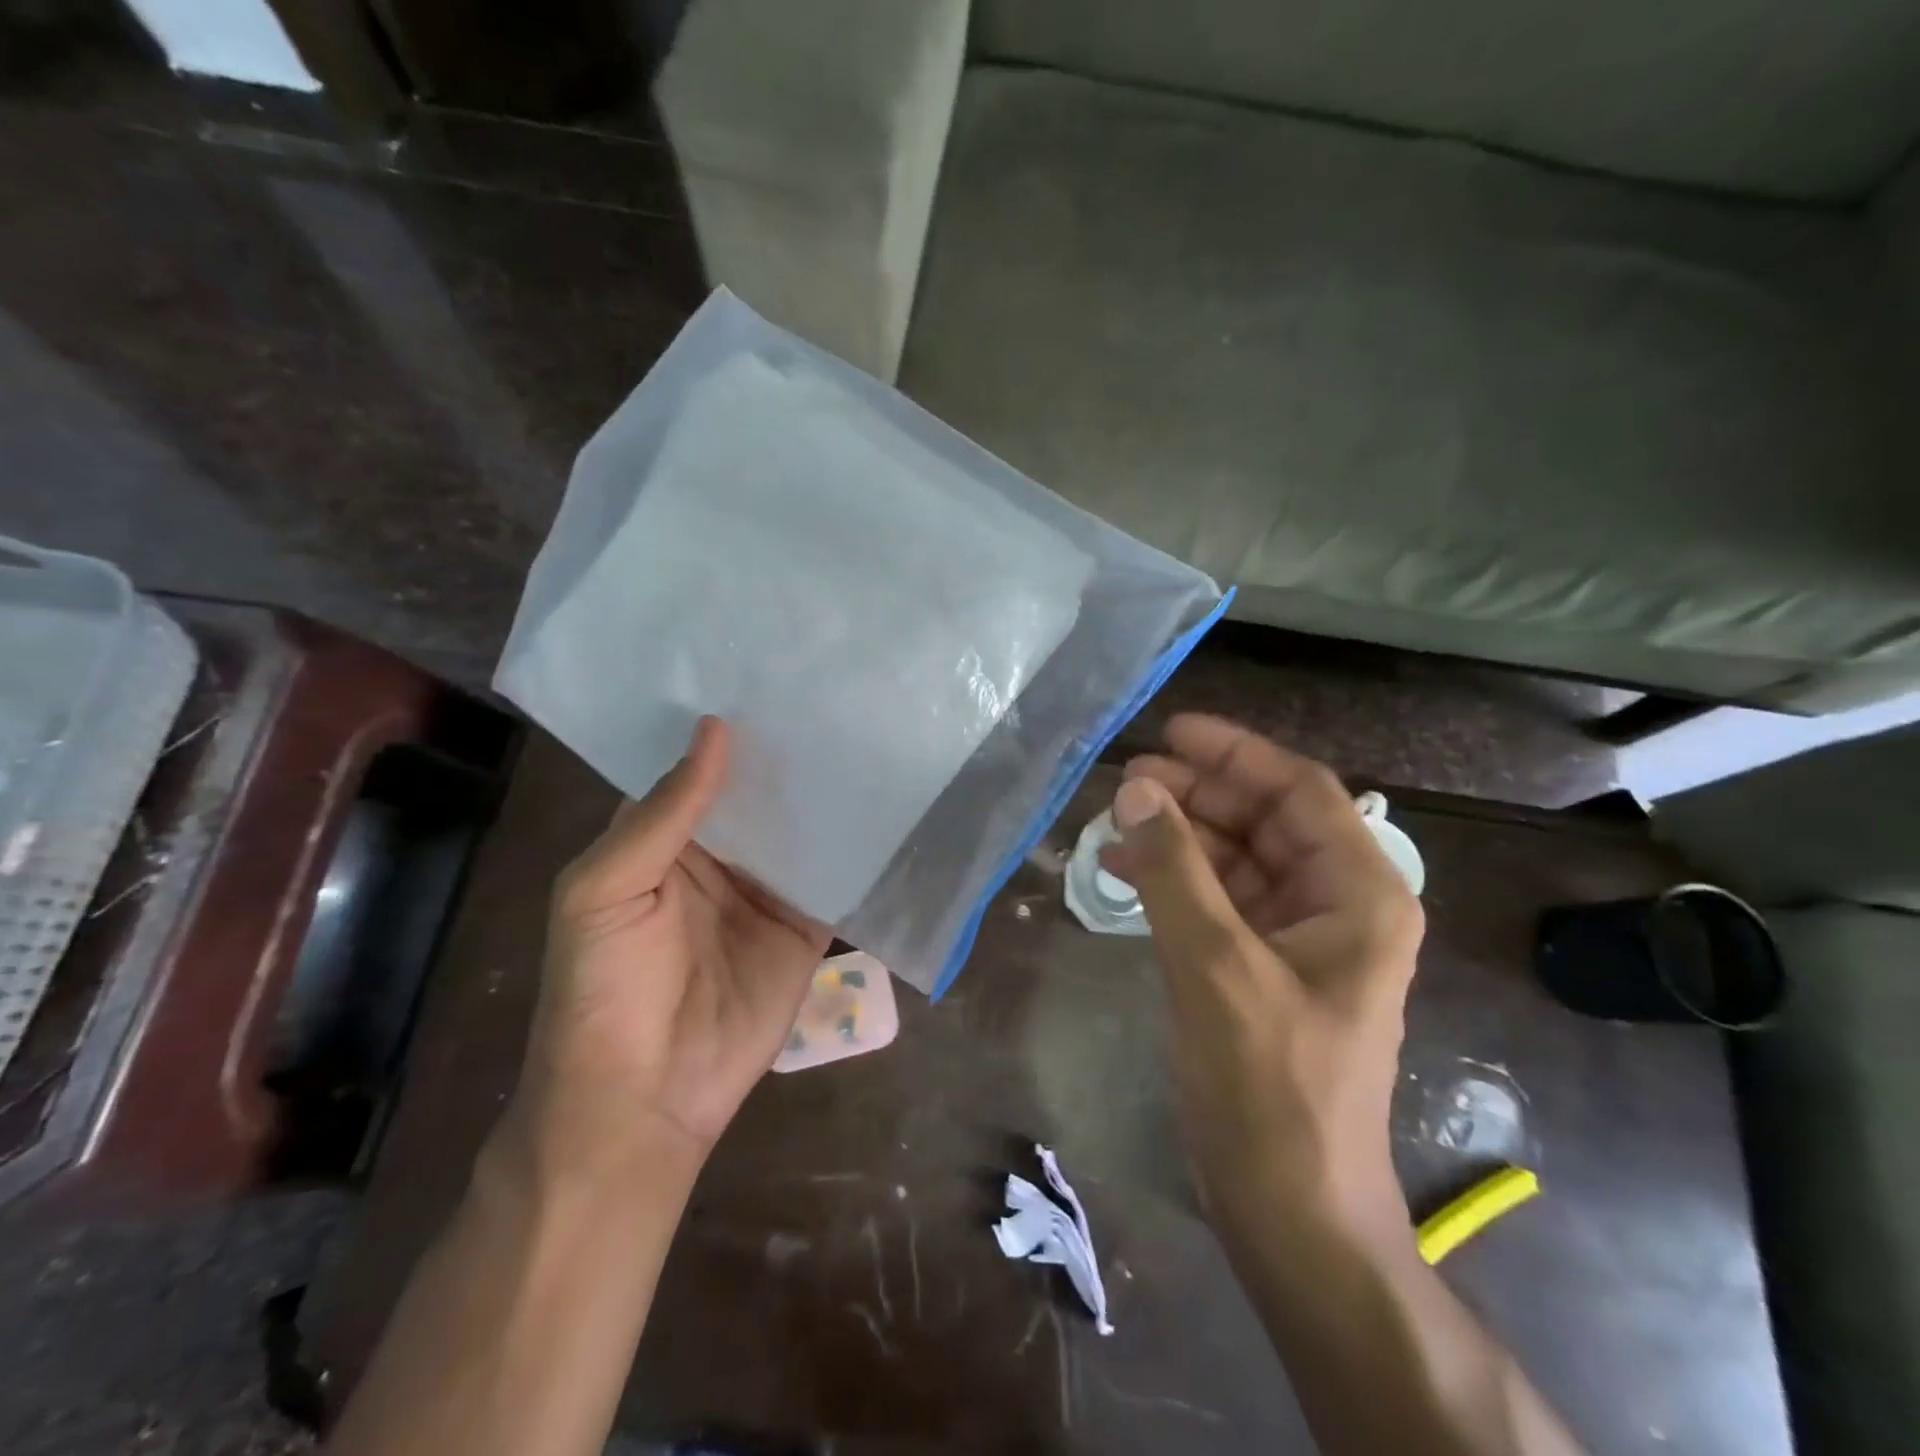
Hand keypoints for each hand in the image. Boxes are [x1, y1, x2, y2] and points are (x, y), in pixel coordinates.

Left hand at [509, 716, 831, 1186]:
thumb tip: (717, 729)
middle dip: (787, 754)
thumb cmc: (604, 989)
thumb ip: (665, 814)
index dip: (725, 730)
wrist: (646, 1100)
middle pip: (757, 795)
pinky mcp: (806, 927)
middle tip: (836, 692)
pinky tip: (891, 805)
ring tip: (872, 731)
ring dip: (827, 794)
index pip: (696, 770)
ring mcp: (765, 891)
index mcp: (660, 841)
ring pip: (800, 830)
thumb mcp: (607, 890)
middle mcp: (717, 857)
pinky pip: (835, 879)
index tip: (769, 673)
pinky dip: (858, 850)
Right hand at [1101, 715, 1423, 1248]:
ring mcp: (1297, 938)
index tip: (1171, 731)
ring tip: (1114, 823)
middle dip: (1197, 795)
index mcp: (1358, 895)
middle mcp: (1336, 905)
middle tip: (1127, 779)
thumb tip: (1135, 790)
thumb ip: (1174, 872)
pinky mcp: (1261, 967)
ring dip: (1178, 837)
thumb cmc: (1270, 1086)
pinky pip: (1217, 900)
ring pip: (1235, 858)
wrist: (1290, 1207)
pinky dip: (1173, 881)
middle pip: (1264, 821)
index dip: (1236, 754)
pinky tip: (1123, 872)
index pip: (1300, 792)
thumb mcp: (1217, 967)